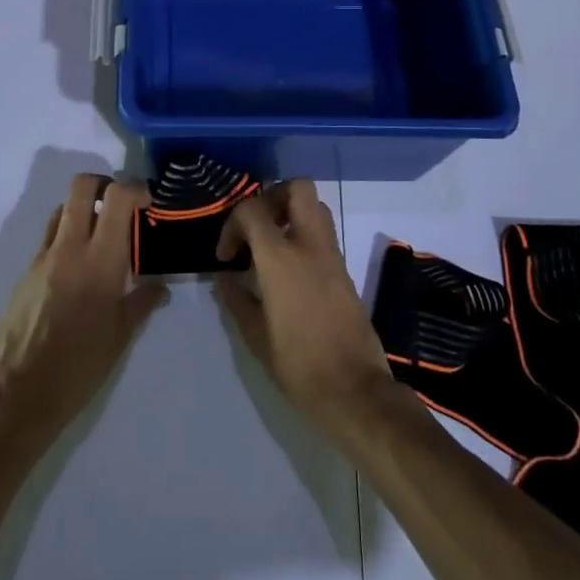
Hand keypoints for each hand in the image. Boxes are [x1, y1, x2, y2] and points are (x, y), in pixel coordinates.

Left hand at [0, 175, 166, 448]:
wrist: (18, 394)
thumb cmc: (79, 366)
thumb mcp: (121, 337)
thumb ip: (142, 303)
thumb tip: (160, 288)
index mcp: (101, 260)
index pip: (118, 198)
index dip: (136, 188)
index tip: (148, 203)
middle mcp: (70, 248)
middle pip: (82, 187)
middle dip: (105, 184)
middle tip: (121, 205)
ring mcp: (43, 258)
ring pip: (63, 210)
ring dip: (84, 210)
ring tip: (100, 236)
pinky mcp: (25, 273)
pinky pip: (49, 240)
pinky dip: (67, 239)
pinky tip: (77, 271)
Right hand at [212, 180, 396, 444]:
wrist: (354, 390)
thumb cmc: (299, 366)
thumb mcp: (256, 337)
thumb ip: (238, 300)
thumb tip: (226, 280)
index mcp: (281, 259)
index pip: (253, 210)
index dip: (232, 224)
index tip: (227, 257)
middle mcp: (310, 246)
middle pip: (298, 188)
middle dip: (272, 197)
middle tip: (256, 228)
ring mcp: (332, 256)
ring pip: (316, 207)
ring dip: (291, 214)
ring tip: (270, 246)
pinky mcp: (345, 271)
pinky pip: (324, 234)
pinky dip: (304, 236)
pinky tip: (288, 270)